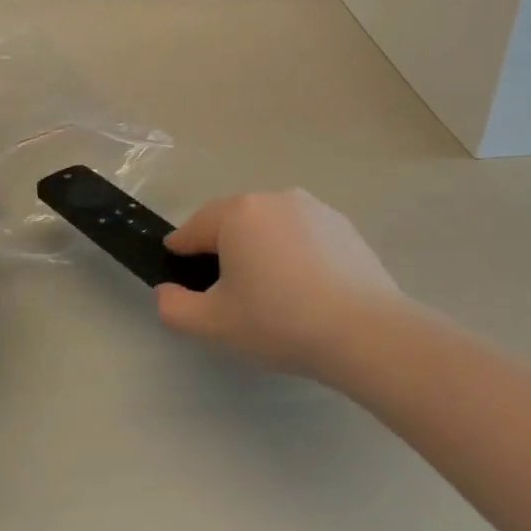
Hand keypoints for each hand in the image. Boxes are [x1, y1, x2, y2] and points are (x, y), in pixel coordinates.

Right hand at [157, 190, 408, 379]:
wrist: (366, 332)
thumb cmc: (280, 322)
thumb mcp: (215, 325)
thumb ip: (176, 307)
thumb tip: (165, 292)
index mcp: (237, 214)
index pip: (193, 229)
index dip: (180, 251)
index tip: (178, 272)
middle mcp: (272, 198)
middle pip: (232, 222)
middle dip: (222, 250)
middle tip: (227, 292)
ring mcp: (312, 208)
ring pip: (269, 227)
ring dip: (261, 249)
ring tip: (271, 293)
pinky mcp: (342, 225)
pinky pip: (302, 235)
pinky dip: (295, 254)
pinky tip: (306, 290)